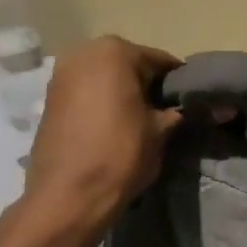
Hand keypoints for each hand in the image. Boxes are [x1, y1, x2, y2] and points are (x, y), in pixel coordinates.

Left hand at [20, 36, 181, 230]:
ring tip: (139, 122)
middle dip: (147, 85)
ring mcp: (61, 74)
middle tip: (164, 113)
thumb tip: (197, 107)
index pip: (160, 61)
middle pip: (129, 65)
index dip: (178, 84)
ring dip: (123, 94)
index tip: (190, 103)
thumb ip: (178, 111)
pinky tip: (114, 127)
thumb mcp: (161, 131)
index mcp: (115, 52)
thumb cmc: (121, 153)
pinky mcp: (49, 98)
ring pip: (106, 78)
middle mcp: (84, 53)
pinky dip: (102, 103)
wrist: (68, 195)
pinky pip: (87, 92)